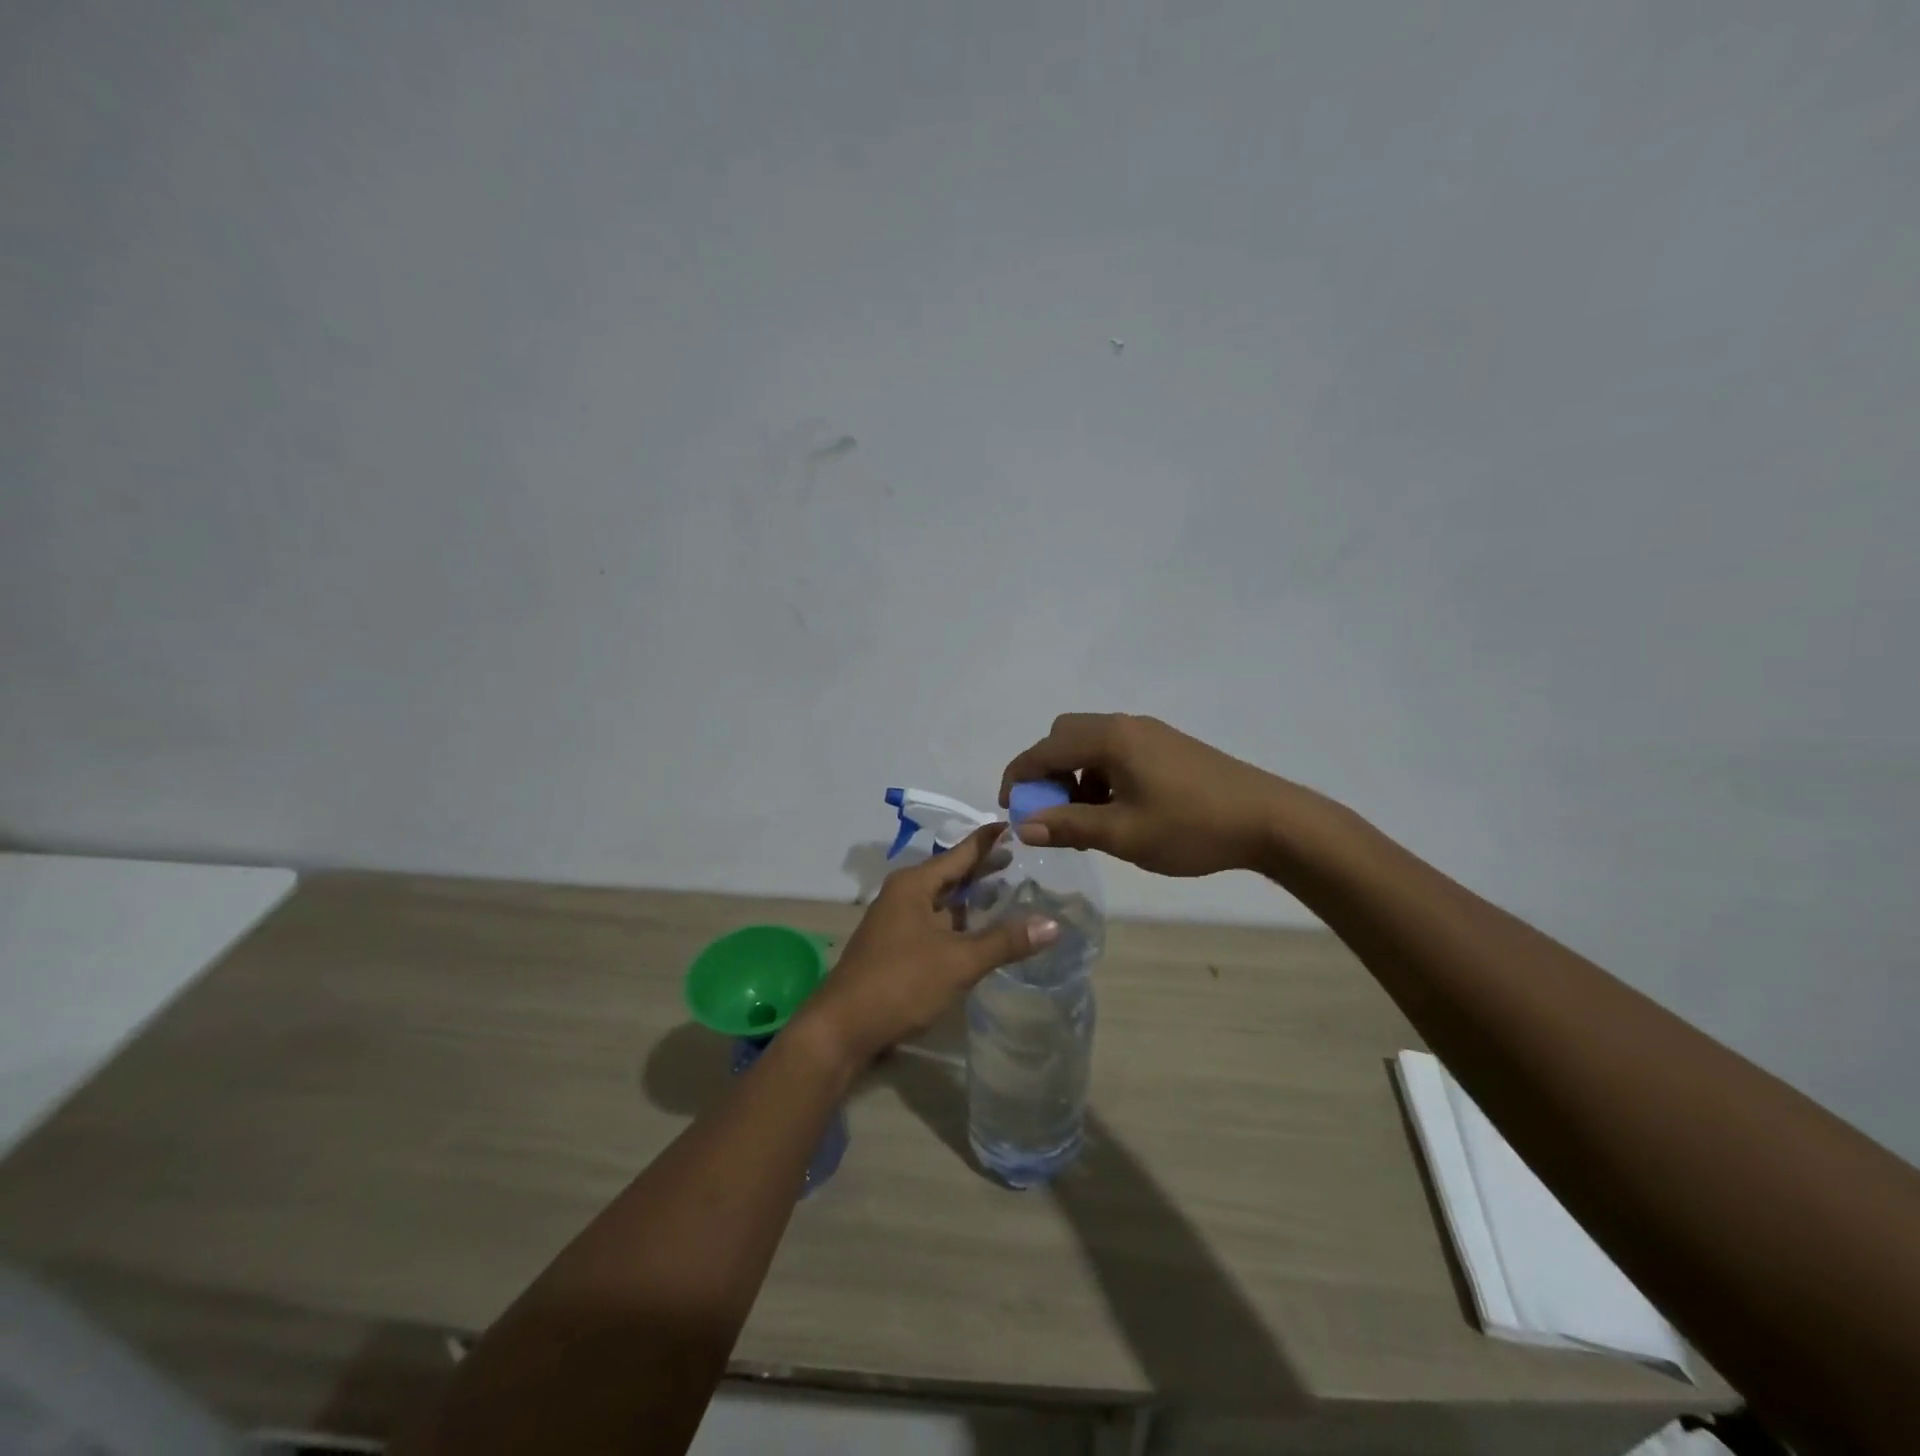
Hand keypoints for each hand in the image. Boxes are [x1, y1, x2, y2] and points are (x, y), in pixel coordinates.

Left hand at [797, 824, 1058, 1067]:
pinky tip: (981, 932)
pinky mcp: (897, 947)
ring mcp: (898, 921)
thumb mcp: (958, 960)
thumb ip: (1005, 941)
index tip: (1016, 825)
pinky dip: (960, 922)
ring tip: (1010, 892)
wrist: (842, 1028)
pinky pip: (936, 923)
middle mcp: (904, 895)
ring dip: (973, 898)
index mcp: (915, 885)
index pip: (960, 852)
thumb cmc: (900, 983)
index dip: (989, 840)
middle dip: (984, 869)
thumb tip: (1054, 924)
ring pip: (943, 901)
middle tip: (1024, 860)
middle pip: (951, 874)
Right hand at [999, 713, 1293, 876]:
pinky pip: (1116, 752)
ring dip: (1075, 775)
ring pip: (1091, 745)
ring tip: (1085, 818)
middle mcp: (1126, 726)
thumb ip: (1069, 826)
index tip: (1008, 807)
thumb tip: (1024, 826)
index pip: (1045, 749)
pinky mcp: (1167, 746)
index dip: (1019, 776)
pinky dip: (1100, 775)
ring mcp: (1150, 733)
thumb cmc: (1192, 827)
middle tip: (1050, 811)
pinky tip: (1117, 809)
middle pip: (1065, 736)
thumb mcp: (1124, 834)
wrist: (1270, 820)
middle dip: (1047, 772)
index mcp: (1110, 739)